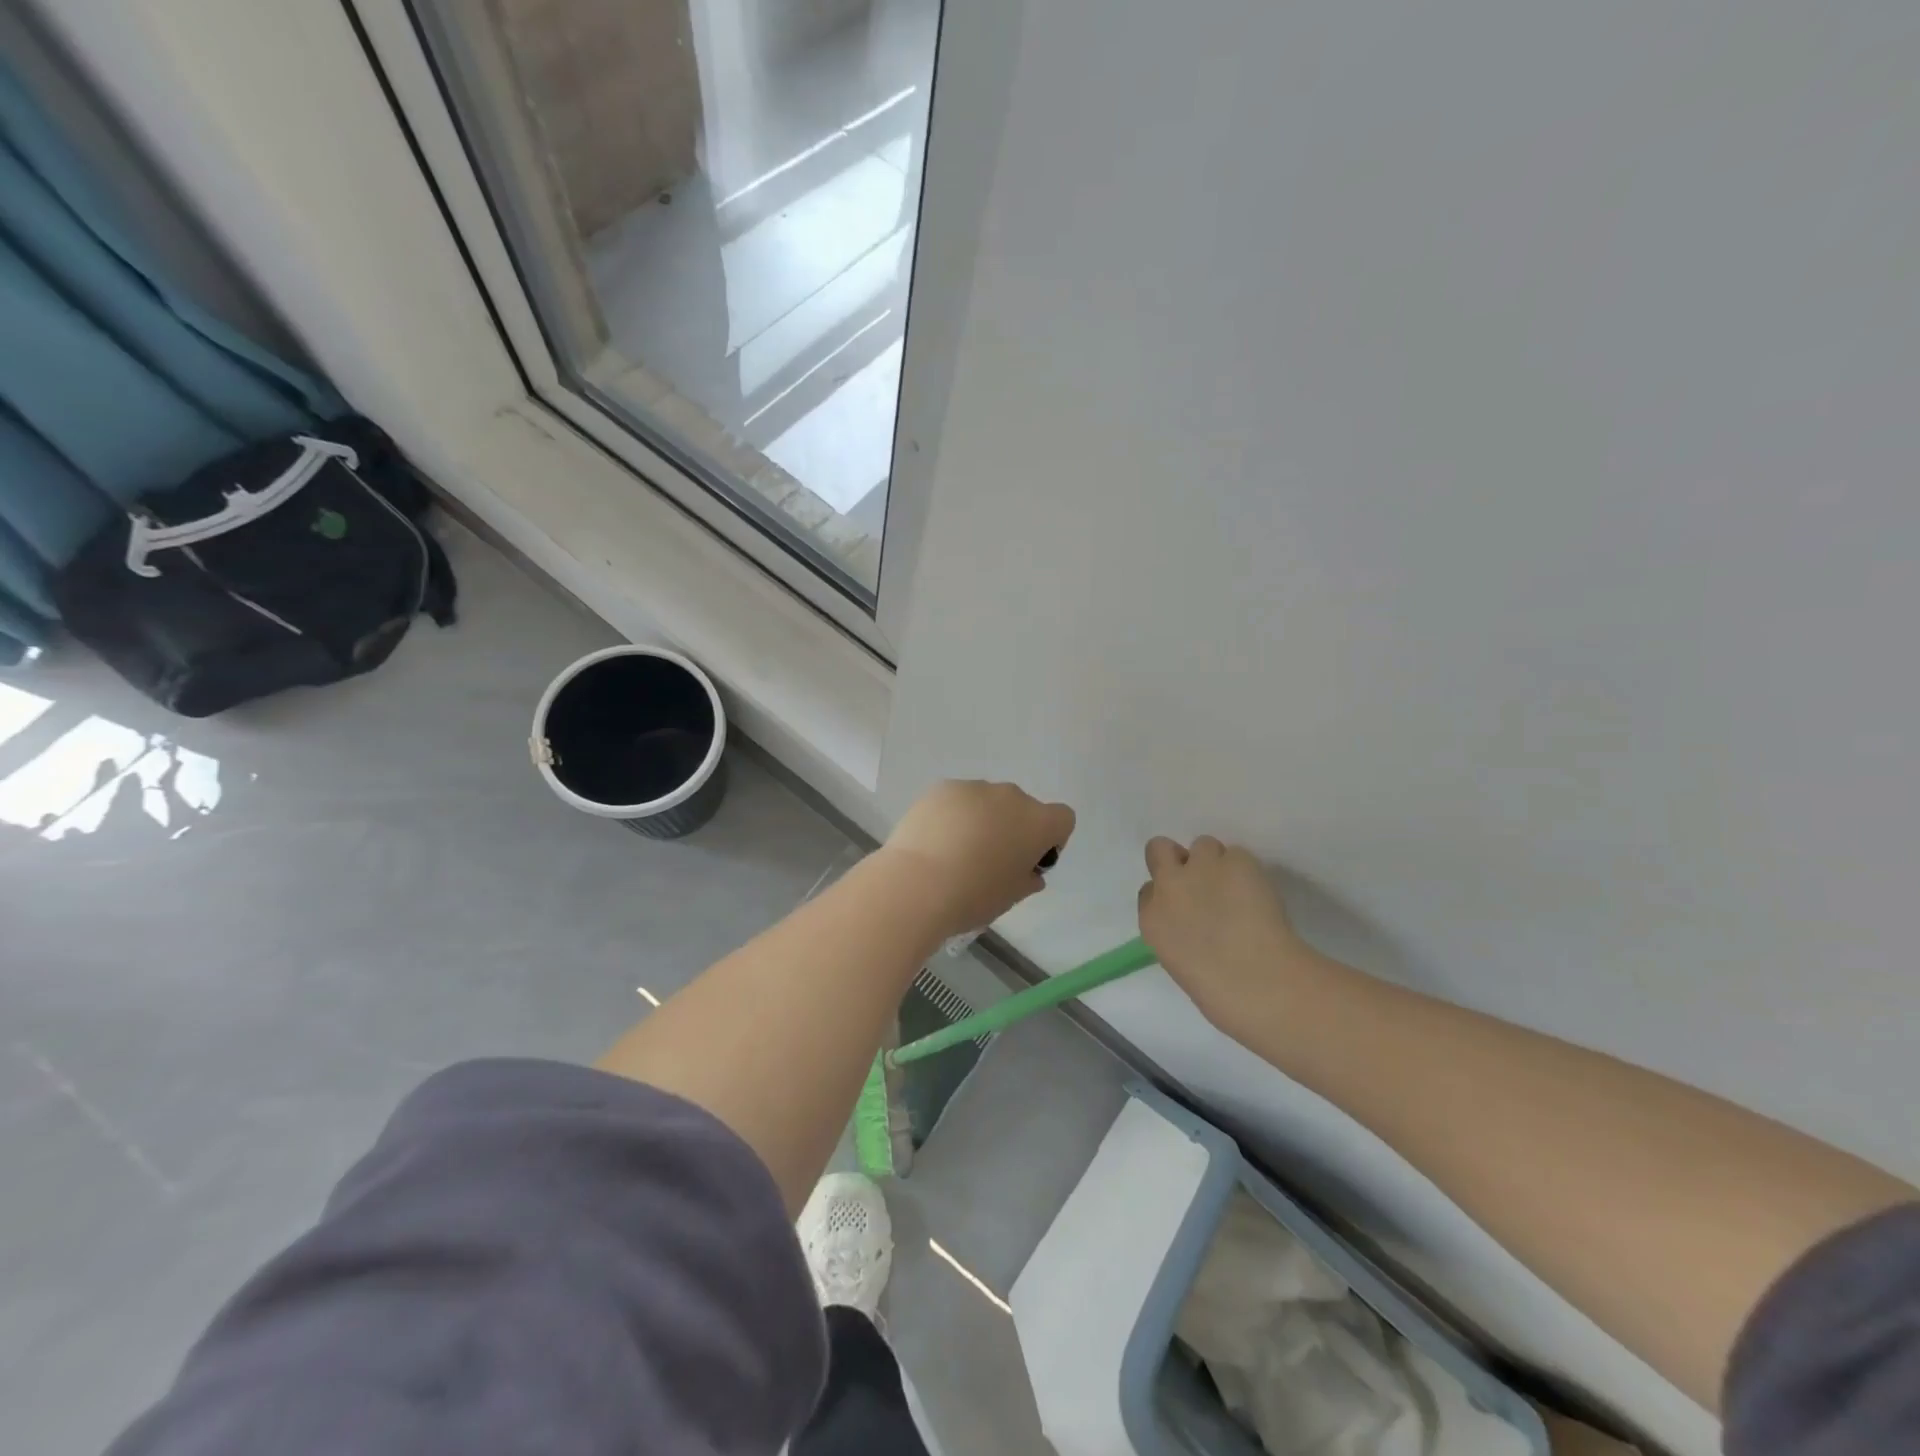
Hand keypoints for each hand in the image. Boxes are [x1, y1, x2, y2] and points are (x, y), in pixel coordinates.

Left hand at [881, 780, 1075, 939]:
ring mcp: (975, 788)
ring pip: (988, 802)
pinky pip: (958, 800)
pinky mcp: (943, 788)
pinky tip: (934, 841)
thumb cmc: (974, 895)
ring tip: (955, 852)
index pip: (1062, 819)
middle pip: (1022, 808)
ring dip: (982, 819)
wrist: (918, 883)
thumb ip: (1027, 879)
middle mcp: (1011, 796)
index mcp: (1038, 822)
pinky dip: (953, 815)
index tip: (1029, 860)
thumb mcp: (1011, 897)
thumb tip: (1029, 873)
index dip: (1051, 839)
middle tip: (989, 860)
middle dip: (1013, 828)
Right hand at [1137, 836, 1320, 1035]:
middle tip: (1202, 878)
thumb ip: (1179, 933)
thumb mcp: (1180, 963)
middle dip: (1177, 858)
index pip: (1148, 890)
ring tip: (1238, 886)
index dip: (1168, 893)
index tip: (1186, 907)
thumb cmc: (1221, 994)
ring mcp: (1201, 868)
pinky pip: (1239, 854)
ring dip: (1216, 861)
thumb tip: (1198, 924)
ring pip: (1203, 844)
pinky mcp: (1237, 861)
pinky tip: (1260, 893)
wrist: (1259, 982)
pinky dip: (1247, 870)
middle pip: (1159, 849)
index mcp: (1152, 920)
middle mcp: (1169, 886)